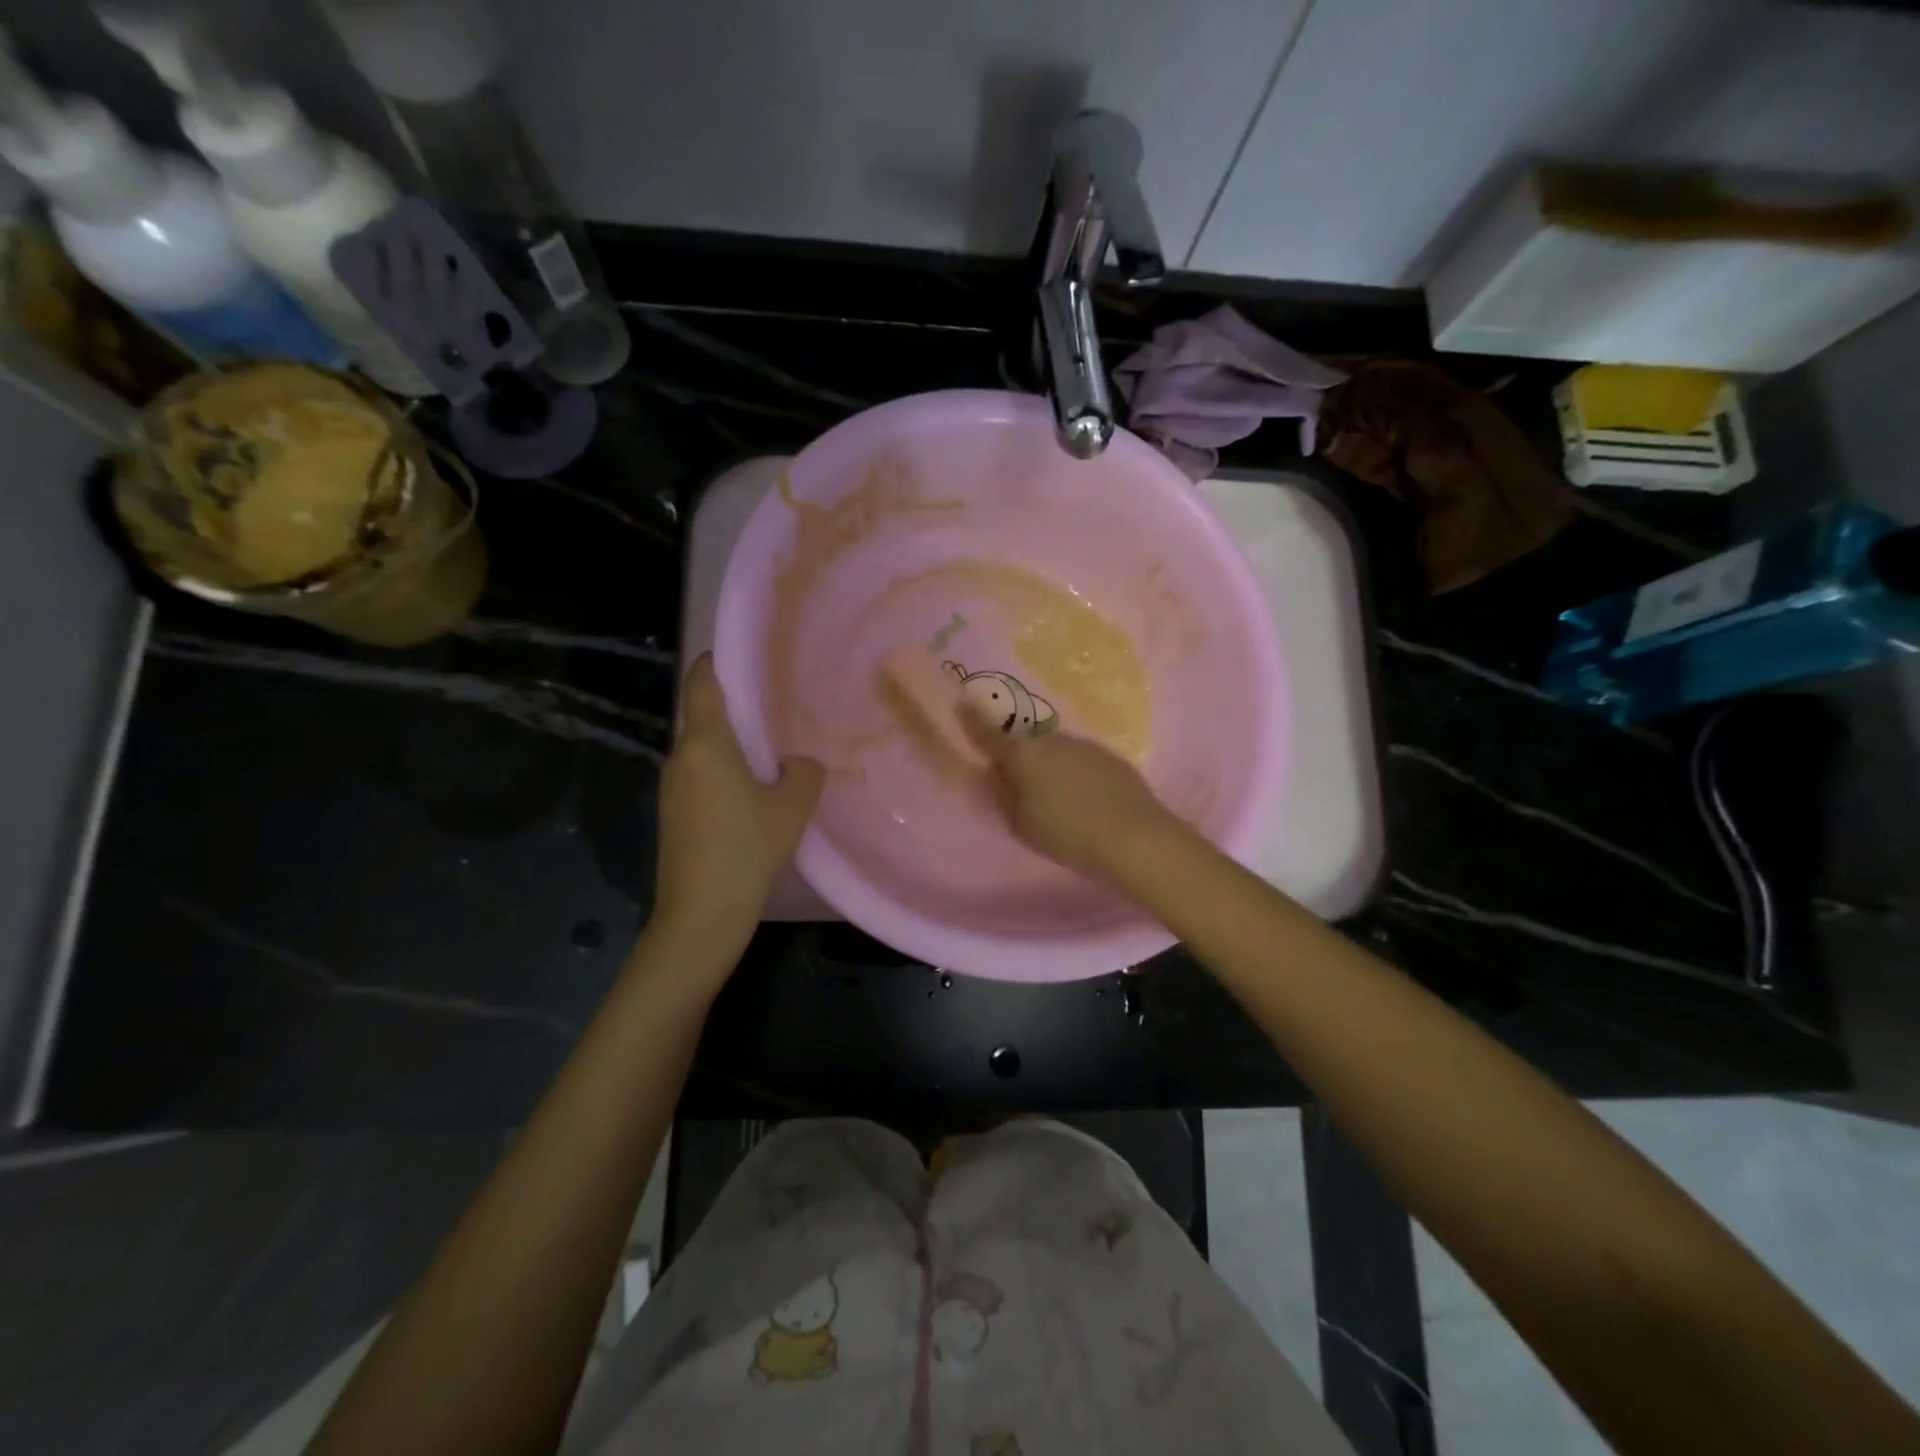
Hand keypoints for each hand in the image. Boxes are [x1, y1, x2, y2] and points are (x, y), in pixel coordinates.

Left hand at [654, 654, 824, 944]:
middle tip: (778, 709)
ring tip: (773, 752)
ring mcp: (672, 788)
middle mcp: (681, 757)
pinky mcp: (673, 814)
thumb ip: (804, 773)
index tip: (746, 656)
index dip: (719, 661)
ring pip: (703, 750)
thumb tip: (799, 763)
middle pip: (704, 716)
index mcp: (705, 744)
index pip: (702, 682)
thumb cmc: (746, 849)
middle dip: (737, 709)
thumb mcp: (791, 807)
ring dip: (732, 746)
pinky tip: (754, 793)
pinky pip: (700, 776)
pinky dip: (724, 772)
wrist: (701, 914)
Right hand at [961, 711, 1182, 881]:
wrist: (1134, 836)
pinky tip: (1085, 798)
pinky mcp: (1110, 756)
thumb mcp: (1021, 824)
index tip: (962, 703)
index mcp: (1023, 756)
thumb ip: (1003, 794)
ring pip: (1056, 750)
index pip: (988, 734)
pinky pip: (1081, 760)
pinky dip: (1075, 773)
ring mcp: (1084, 745)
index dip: (972, 721)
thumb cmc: (1067, 834)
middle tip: (1020, 782)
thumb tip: (996, 772)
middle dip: (1019, 756)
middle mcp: (1052, 740)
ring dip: (1050, 765)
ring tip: (1057, 797)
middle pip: (1026, 743)